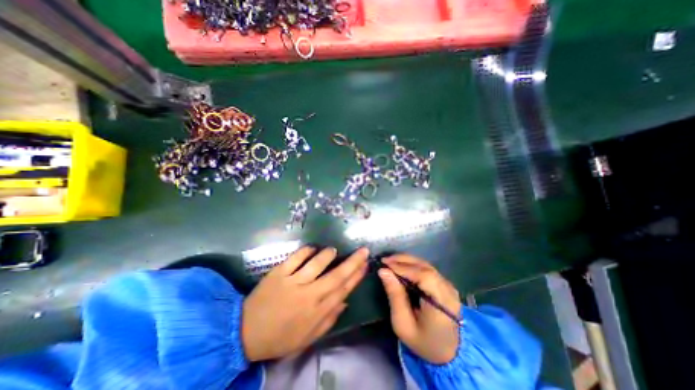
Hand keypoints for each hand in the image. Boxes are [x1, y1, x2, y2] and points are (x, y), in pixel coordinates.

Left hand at [242, 248, 368, 361]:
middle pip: (336, 275)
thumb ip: (329, 319)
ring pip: (316, 263)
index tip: (366, 265)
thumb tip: (345, 300)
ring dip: (328, 254)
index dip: (357, 276)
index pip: (343, 289)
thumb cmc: (280, 337)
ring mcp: (293, 282)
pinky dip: (306, 250)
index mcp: (317, 311)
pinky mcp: (279, 273)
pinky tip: (312, 248)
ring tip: (334, 250)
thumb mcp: (308, 337)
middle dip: (353, 262)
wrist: (246, 333)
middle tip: (363, 250)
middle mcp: (308, 295)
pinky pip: (295, 258)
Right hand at [378, 255, 460, 364]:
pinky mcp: (446, 284)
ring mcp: (449, 286)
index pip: (423, 276)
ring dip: (407, 261)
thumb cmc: (423, 342)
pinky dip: (413, 265)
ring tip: (390, 262)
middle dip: (403, 260)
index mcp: (441, 303)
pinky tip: (401, 267)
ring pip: (426, 265)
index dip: (403, 267)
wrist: (448, 353)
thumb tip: (383, 271)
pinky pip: (427, 269)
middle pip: (425, 266)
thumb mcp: (403, 324)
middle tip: (385, 260)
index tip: (385, 264)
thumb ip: (394, 296)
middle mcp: (448, 290)